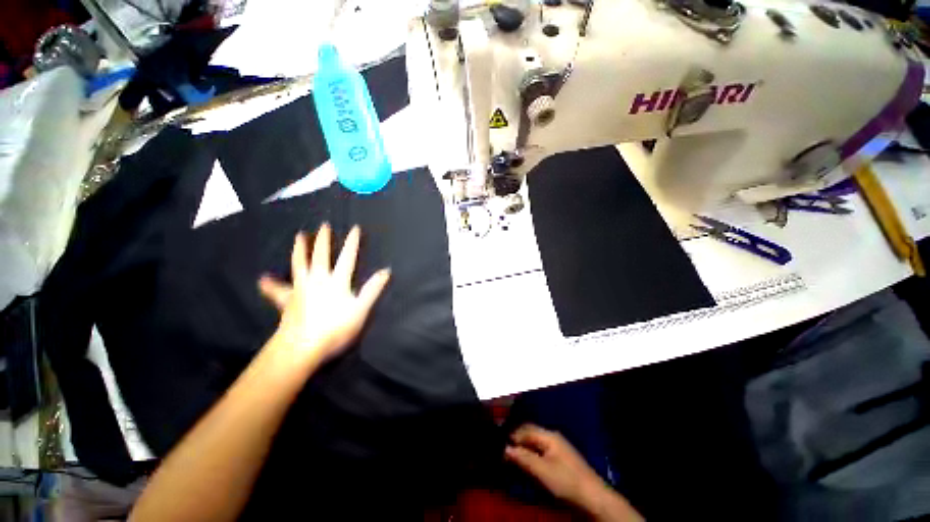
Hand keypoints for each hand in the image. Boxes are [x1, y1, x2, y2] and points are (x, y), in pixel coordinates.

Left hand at [258, 223, 389, 365]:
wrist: (302, 347)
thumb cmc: (335, 329)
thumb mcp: (360, 310)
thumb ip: (373, 289)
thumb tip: (386, 270)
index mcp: (337, 282)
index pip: (348, 258)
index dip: (352, 243)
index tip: (355, 228)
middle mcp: (317, 280)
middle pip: (321, 256)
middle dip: (324, 240)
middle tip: (323, 225)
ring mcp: (300, 289)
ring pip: (299, 264)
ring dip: (300, 249)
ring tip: (299, 236)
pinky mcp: (287, 301)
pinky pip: (277, 290)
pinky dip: (271, 284)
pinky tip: (264, 279)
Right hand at [506, 424, 641, 520]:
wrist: (593, 497)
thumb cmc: (566, 481)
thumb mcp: (542, 471)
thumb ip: (523, 458)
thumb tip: (505, 448)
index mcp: (548, 435)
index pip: (525, 429)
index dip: (512, 436)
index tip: (500, 446)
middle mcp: (552, 437)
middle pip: (530, 433)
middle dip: (517, 440)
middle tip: (504, 452)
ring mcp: (558, 447)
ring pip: (535, 442)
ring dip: (524, 448)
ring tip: (513, 458)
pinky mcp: (561, 458)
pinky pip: (541, 450)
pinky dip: (532, 454)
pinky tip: (528, 463)